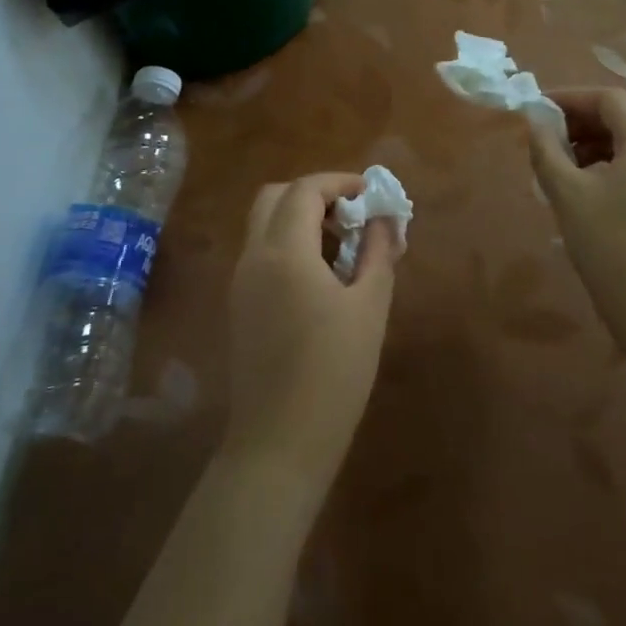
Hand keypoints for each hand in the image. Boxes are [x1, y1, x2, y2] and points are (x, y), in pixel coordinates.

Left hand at [222, 173, 398, 493]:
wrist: (279, 443)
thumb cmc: (334, 373)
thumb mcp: (369, 307)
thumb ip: (378, 252)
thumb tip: (385, 218)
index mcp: (285, 250)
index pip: (305, 190)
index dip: (340, 182)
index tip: (370, 194)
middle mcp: (254, 255)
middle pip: (275, 197)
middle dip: (314, 194)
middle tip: (350, 215)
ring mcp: (240, 280)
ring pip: (264, 224)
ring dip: (299, 218)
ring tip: (342, 246)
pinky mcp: (239, 304)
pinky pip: (261, 252)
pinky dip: (288, 243)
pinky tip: (320, 276)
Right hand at [528, 88, 625, 355]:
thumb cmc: (608, 246)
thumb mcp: (566, 193)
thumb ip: (547, 149)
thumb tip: (534, 121)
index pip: (611, 99)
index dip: (572, 98)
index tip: (539, 110)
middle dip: (583, 119)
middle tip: (548, 135)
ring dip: (597, 141)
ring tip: (564, 161)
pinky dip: (614, 161)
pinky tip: (588, 185)